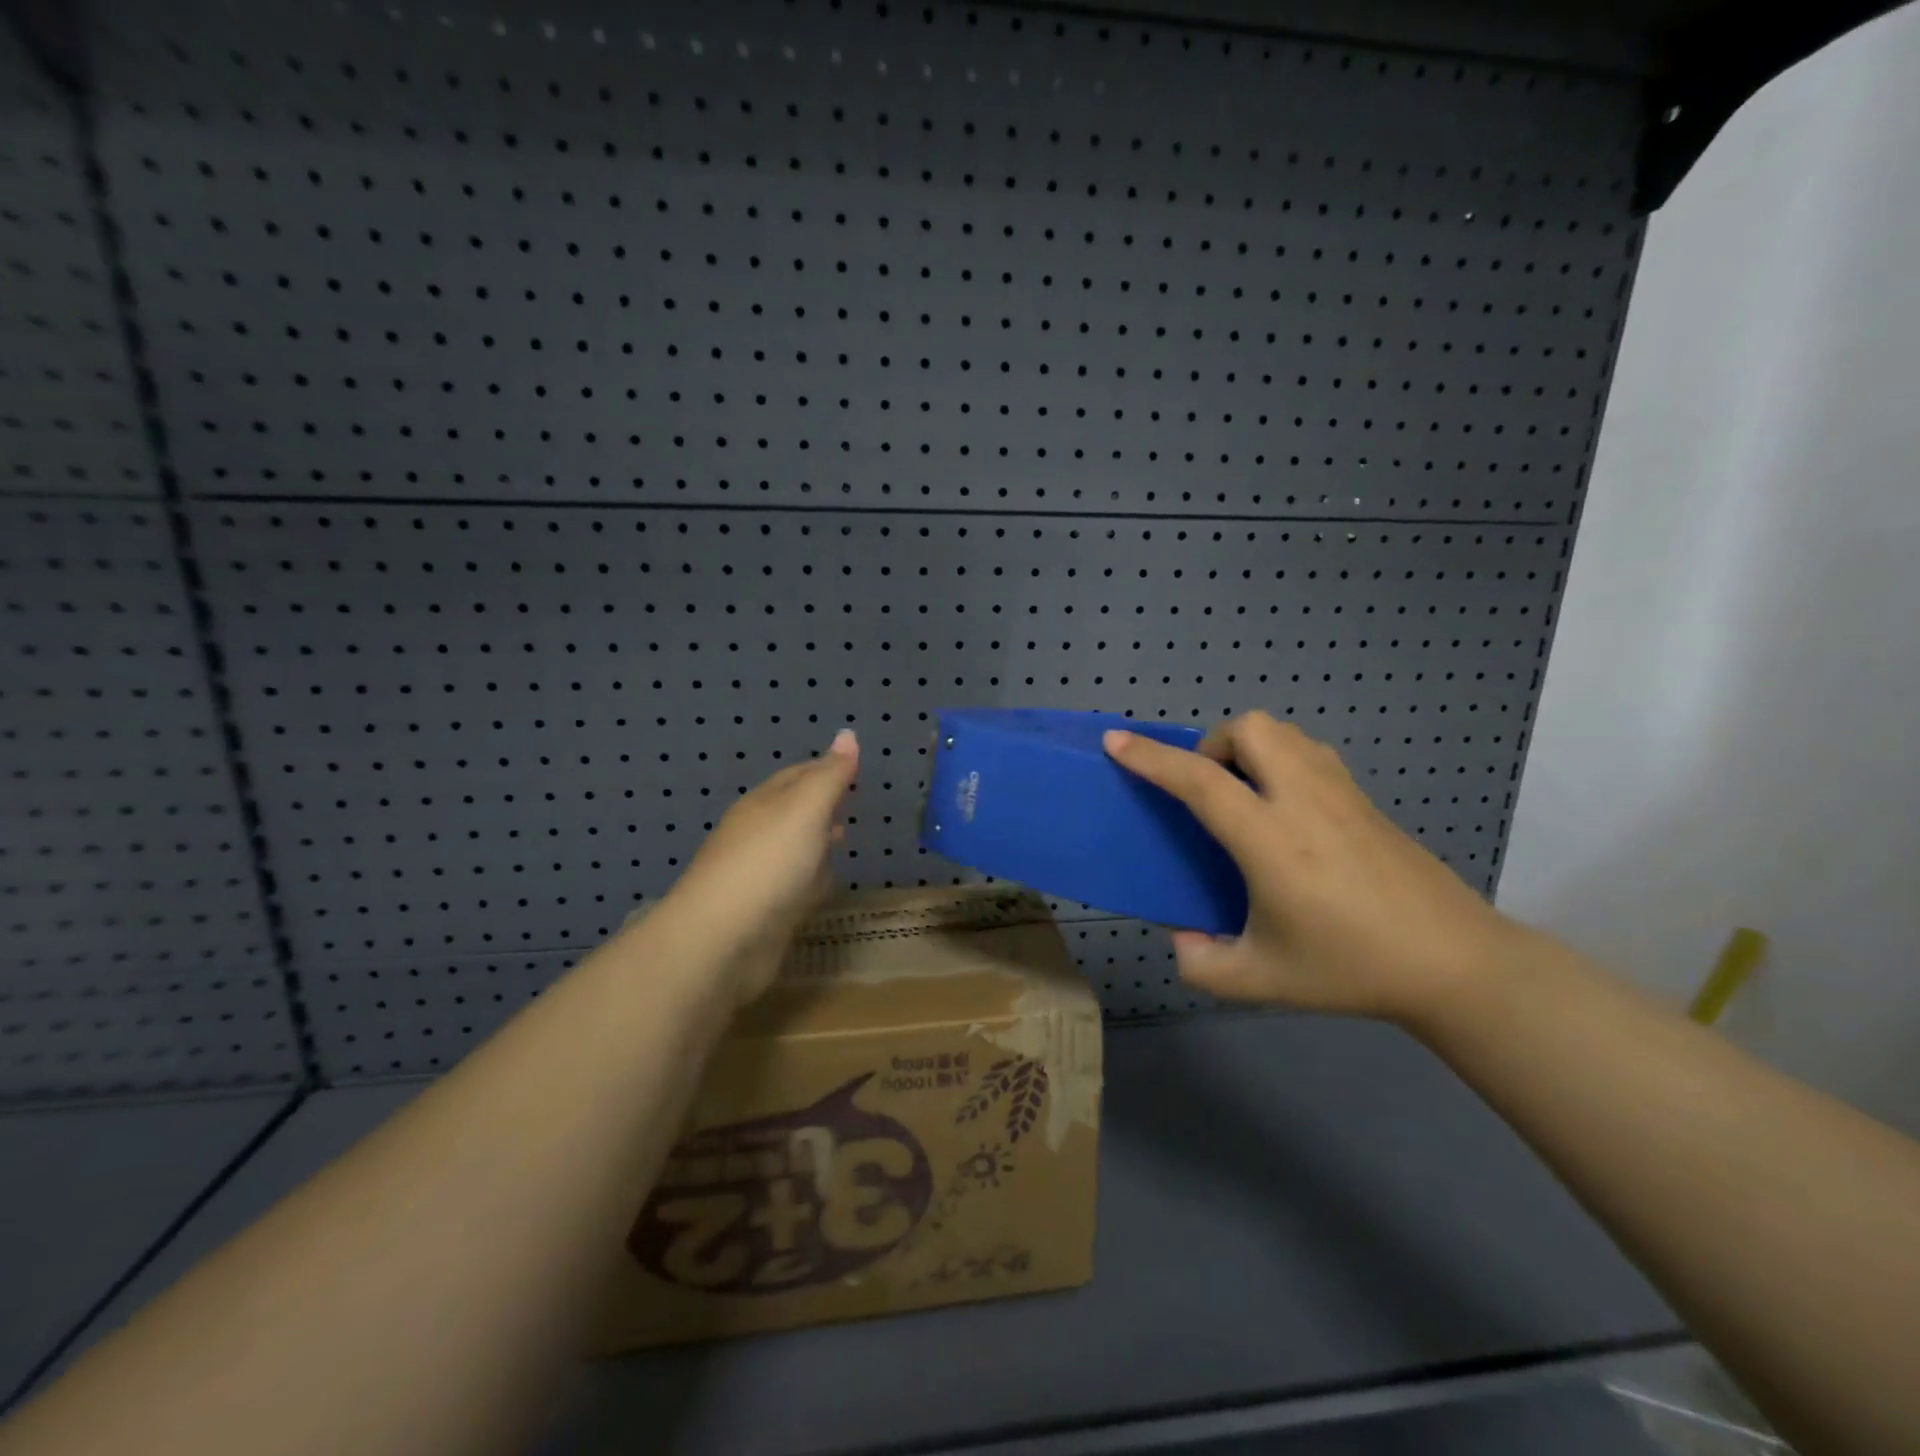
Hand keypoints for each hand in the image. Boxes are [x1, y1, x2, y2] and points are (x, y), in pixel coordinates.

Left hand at [653, 729, 858, 1005]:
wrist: (721, 941)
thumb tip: (848, 734)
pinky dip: (811, 878)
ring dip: (816, 841)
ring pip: (793, 848)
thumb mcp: (806, 809)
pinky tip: (824, 885)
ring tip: (844, 838)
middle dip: (821, 804)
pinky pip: (794, 885)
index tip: (854, 766)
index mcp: (763, 804)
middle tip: (851, 801)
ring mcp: (757, 875)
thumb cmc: (768, 864)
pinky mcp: (763, 912)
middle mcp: (756, 834)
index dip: (826, 767)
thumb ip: (830, 776)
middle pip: (793, 810)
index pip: (797, 775)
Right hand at [1103, 713, 1529, 1022]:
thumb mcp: (1260, 981)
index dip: (1151, 758)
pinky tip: (1286, 808)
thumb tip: (1182, 938)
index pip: (1200, 781)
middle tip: (1209, 791)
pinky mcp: (1365, 799)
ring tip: (1244, 794)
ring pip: (1284, 732)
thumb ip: (1202, 964)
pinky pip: (1310, 752)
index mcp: (1270, 840)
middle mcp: (1304, 801)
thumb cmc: (1351, 968)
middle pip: (1250, 729)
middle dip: (1213, 745)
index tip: (1116, 741)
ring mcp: (1341, 794)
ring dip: (1249, 747)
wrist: (1454, 963)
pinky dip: (1282, 759)